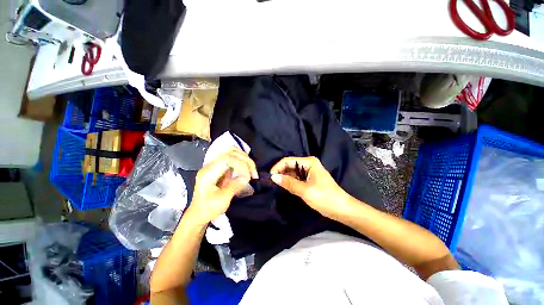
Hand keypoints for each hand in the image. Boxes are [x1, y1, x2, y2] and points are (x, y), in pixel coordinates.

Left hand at [186, 148, 257, 225]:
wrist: (199, 214)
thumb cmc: (208, 209)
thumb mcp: (221, 200)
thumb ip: (234, 187)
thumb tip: (246, 177)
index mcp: (208, 173)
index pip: (227, 158)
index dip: (241, 164)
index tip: (247, 177)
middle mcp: (211, 166)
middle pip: (231, 153)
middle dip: (245, 161)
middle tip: (253, 173)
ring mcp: (215, 166)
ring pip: (233, 154)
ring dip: (245, 161)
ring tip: (252, 171)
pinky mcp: (220, 169)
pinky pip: (233, 160)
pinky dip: (243, 163)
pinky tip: (247, 171)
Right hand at [270, 156, 349, 219]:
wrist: (342, 209)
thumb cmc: (325, 198)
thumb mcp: (305, 190)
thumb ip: (288, 183)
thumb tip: (273, 177)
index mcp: (309, 162)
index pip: (288, 161)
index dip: (278, 167)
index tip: (270, 177)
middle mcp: (308, 164)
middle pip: (290, 165)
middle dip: (280, 172)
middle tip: (272, 183)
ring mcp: (309, 172)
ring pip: (292, 172)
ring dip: (285, 178)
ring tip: (277, 185)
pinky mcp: (309, 179)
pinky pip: (296, 178)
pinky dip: (290, 182)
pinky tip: (285, 187)